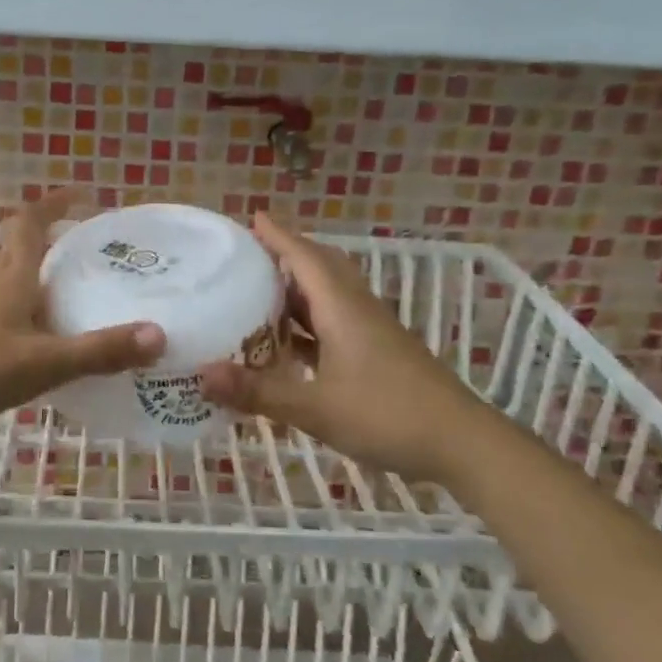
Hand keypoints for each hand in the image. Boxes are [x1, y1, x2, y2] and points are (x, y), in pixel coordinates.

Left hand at [0, 191, 165, 437]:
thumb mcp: (42, 363)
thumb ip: (99, 352)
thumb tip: (159, 335)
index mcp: (9, 275)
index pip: (31, 221)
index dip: (55, 202)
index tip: (83, 194)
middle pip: (16, 242)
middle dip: (49, 235)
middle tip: (85, 247)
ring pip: (2, 271)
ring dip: (31, 268)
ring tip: (65, 288)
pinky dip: (16, 299)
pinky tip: (29, 331)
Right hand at [199, 215, 481, 480]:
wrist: (461, 444)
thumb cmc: (388, 415)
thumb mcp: (315, 407)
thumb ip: (258, 392)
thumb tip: (200, 374)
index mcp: (342, 308)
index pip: (305, 258)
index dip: (278, 237)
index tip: (252, 217)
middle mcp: (357, 311)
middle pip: (321, 268)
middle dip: (287, 255)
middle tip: (249, 255)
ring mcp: (371, 333)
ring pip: (329, 297)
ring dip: (296, 290)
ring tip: (257, 293)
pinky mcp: (378, 354)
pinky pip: (335, 324)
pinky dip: (308, 324)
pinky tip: (286, 345)